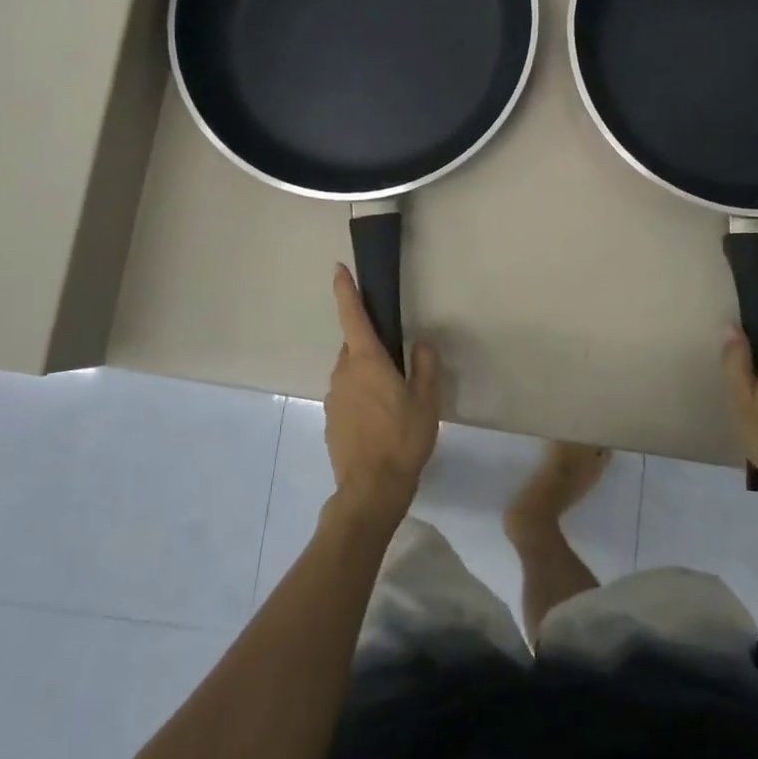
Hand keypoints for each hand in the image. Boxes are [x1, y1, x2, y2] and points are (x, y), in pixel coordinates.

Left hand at [323, 264, 439, 522]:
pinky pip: (346, 395)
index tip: (339, 269)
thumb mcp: (426, 401)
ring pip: (350, 372)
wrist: (371, 488)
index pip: (352, 316)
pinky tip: (378, 420)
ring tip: (392, 397)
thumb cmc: (403, 439)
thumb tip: (422, 343)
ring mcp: (334, 397)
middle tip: (394, 359)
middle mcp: (344, 372)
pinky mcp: (331, 420)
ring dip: (366, 373)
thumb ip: (425, 367)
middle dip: (369, 344)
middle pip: (353, 346)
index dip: (345, 291)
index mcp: (366, 361)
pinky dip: (360, 397)